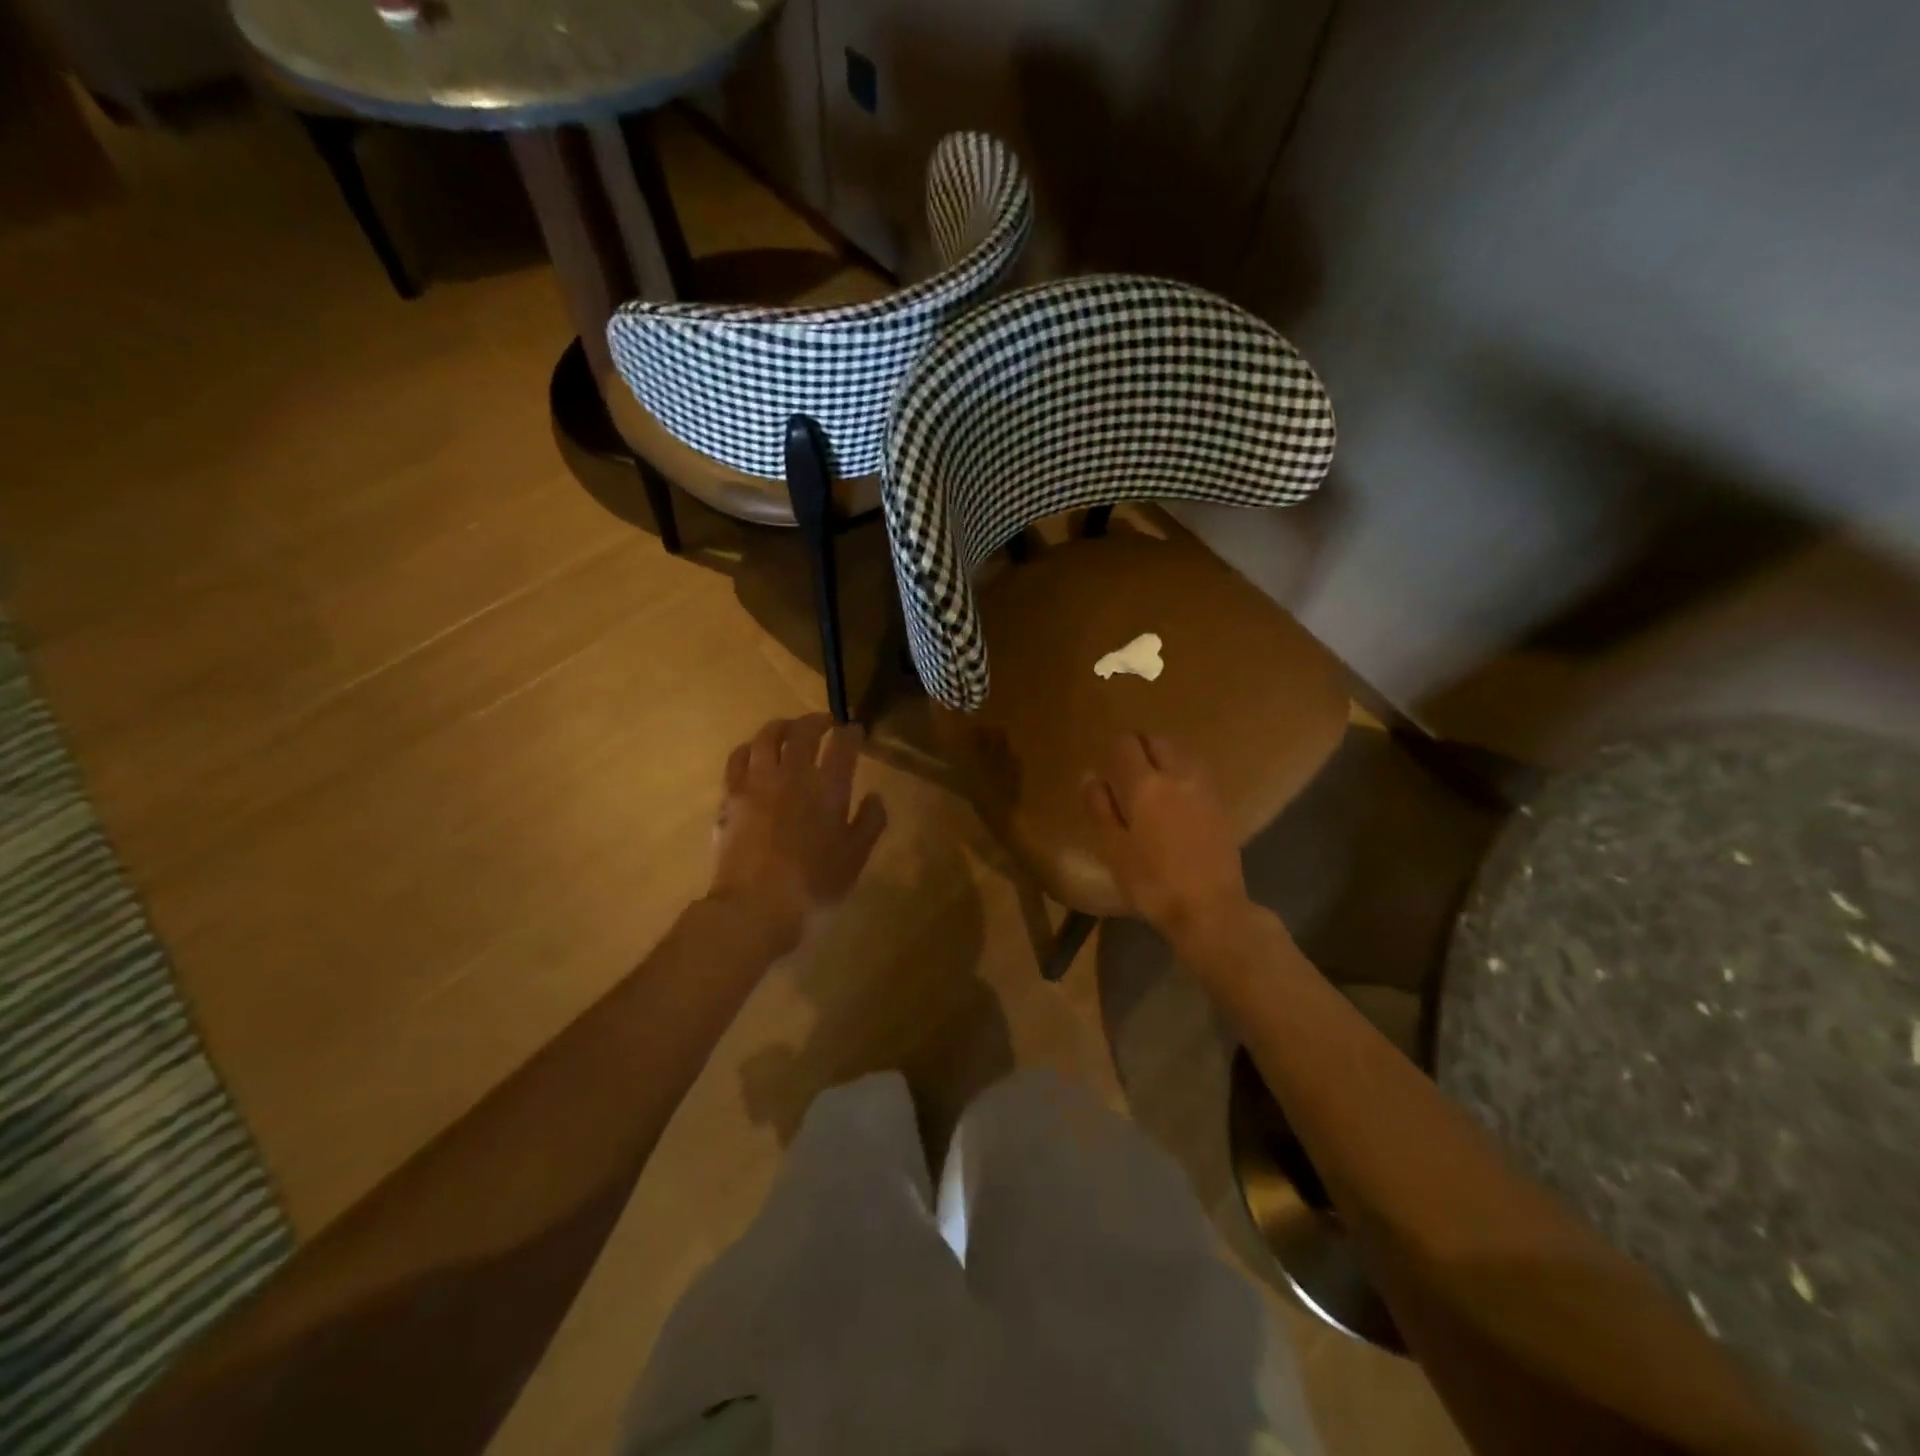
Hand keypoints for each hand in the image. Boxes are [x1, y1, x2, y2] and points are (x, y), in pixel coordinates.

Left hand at [710, 715, 887, 950]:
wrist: (755, 906)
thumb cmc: (814, 885)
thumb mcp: (855, 858)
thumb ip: (870, 822)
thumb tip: (875, 795)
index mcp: (828, 788)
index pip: (842, 746)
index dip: (851, 733)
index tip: (856, 730)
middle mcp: (792, 774)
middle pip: (803, 732)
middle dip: (817, 721)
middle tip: (826, 722)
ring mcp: (756, 782)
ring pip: (767, 737)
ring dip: (782, 726)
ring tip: (789, 729)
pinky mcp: (730, 795)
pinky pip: (738, 758)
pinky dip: (750, 748)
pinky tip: (754, 753)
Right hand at [1083, 734, 1253, 949]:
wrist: (1210, 909)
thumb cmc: (1152, 883)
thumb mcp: (1113, 849)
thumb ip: (1100, 808)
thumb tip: (1091, 777)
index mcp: (1144, 785)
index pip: (1125, 744)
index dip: (1111, 750)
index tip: (1104, 768)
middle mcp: (1176, 775)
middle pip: (1156, 740)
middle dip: (1138, 747)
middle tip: (1125, 771)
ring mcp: (1203, 787)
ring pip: (1180, 751)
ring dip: (1163, 756)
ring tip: (1151, 781)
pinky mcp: (1220, 803)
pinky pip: (1196, 770)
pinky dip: (1181, 771)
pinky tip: (1174, 797)